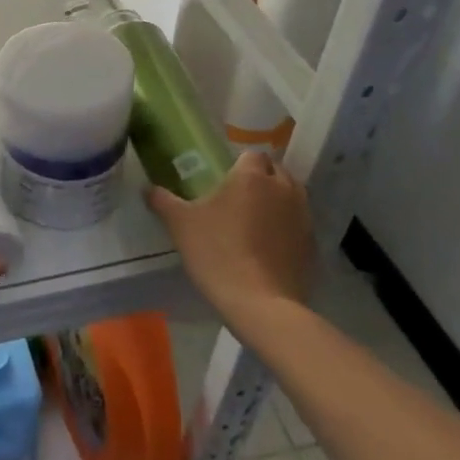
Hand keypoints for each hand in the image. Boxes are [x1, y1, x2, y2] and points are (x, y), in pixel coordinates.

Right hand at [147, 151, 314, 324]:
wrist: (261, 305)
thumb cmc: (218, 253)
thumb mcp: (180, 224)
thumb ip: (162, 200)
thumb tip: (147, 188)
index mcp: (252, 177)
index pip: (252, 154)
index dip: (239, 163)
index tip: (224, 177)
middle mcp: (283, 189)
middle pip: (276, 171)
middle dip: (261, 178)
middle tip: (237, 196)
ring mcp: (303, 218)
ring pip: (292, 196)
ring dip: (277, 200)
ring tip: (255, 219)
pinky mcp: (312, 245)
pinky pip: (299, 224)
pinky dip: (287, 227)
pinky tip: (269, 245)